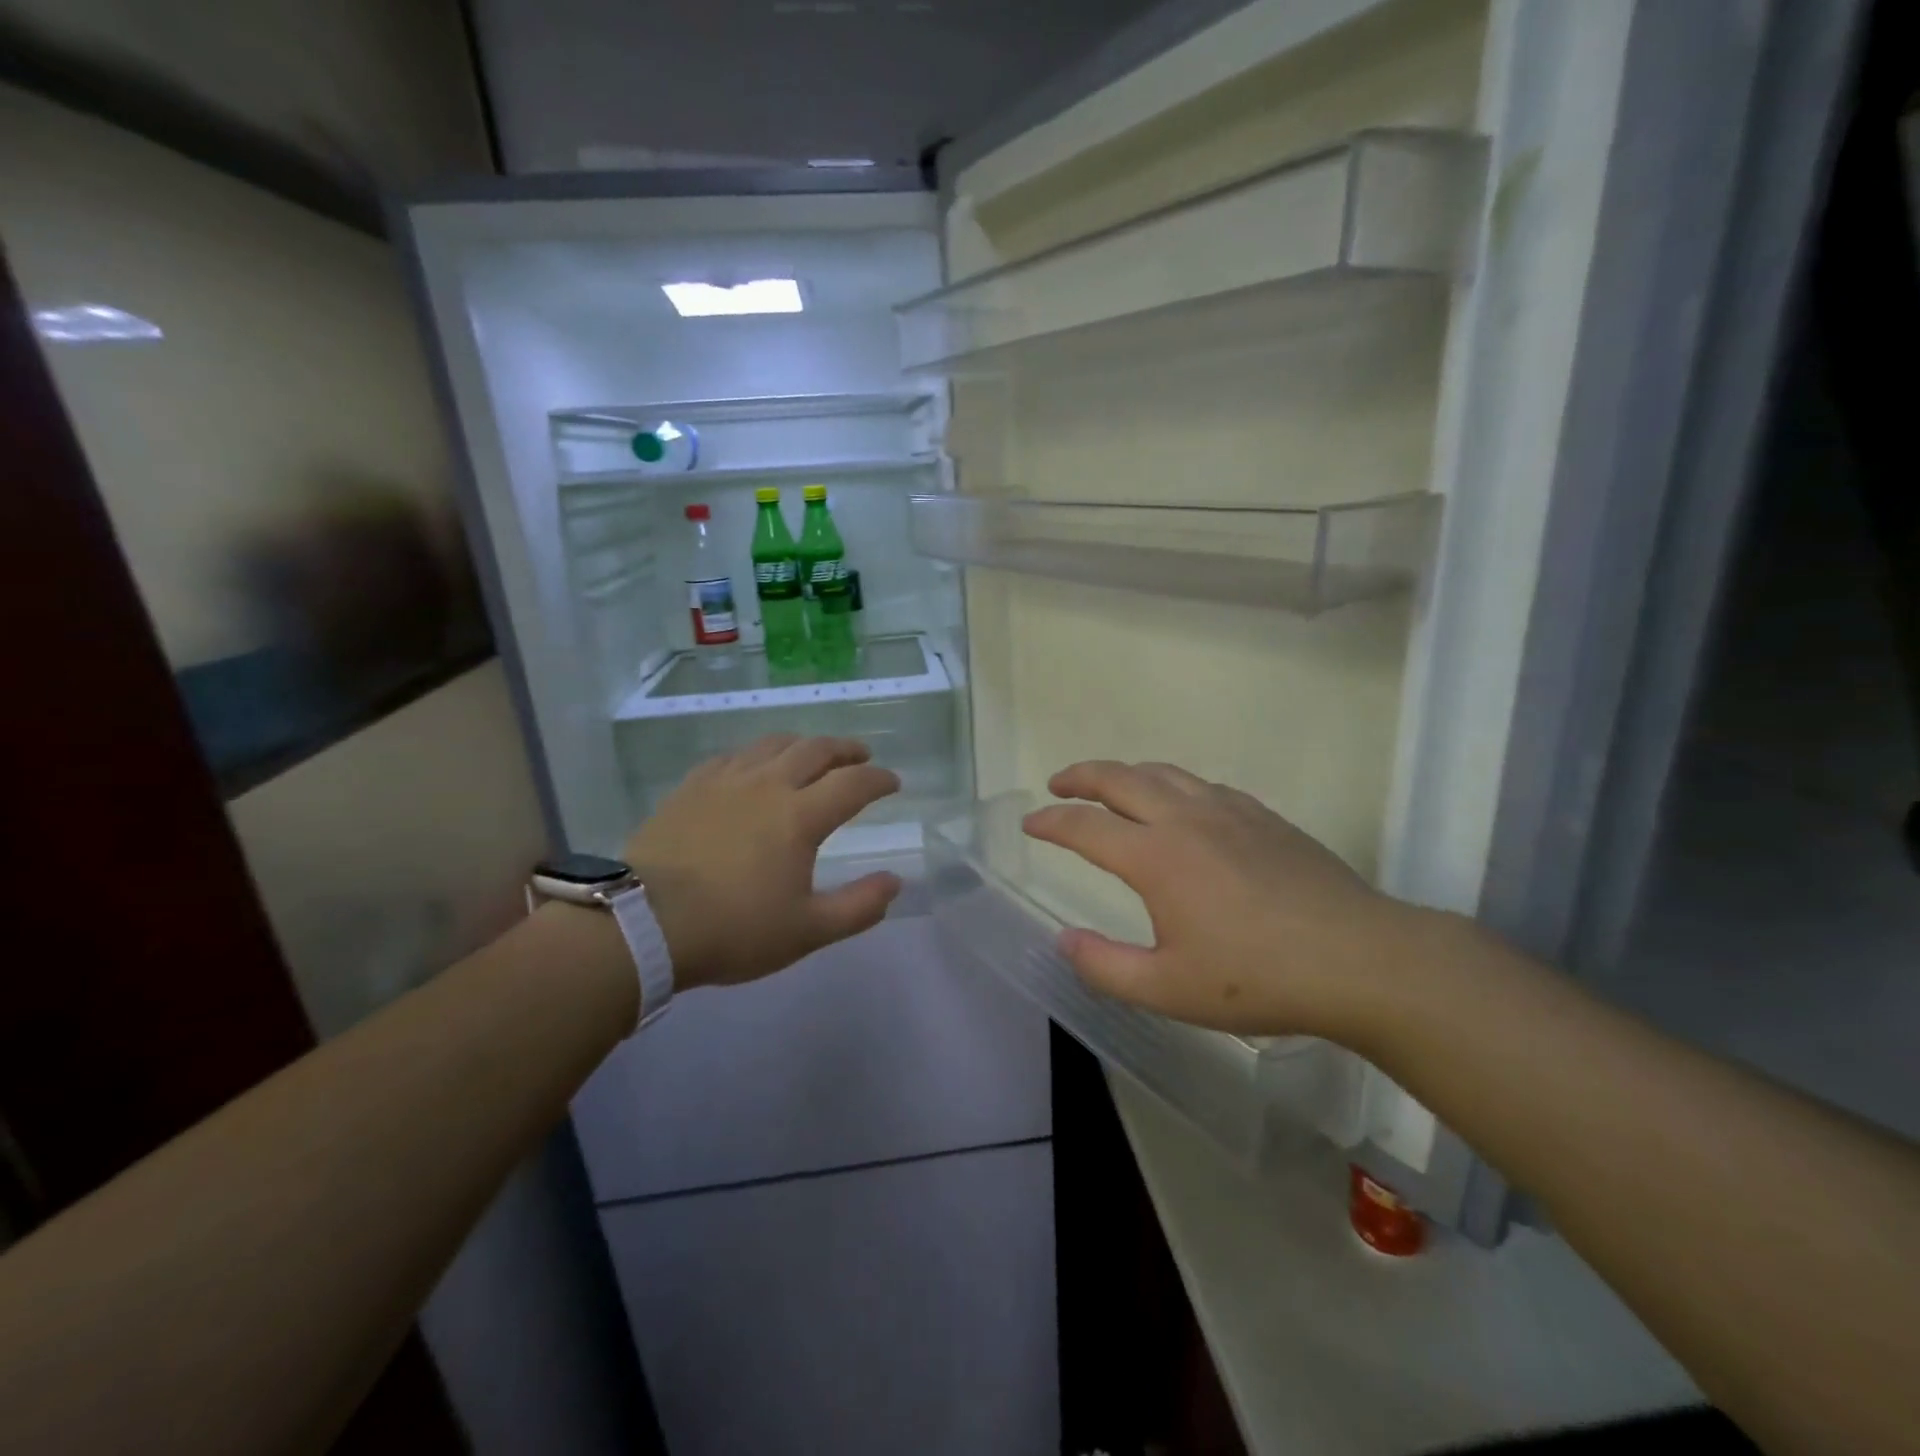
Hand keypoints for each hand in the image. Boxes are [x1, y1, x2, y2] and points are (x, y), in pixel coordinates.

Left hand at [624, 735, 902, 990]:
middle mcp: (768, 785)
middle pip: (816, 750)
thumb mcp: (807, 931)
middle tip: (861, 755)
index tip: (893, 782)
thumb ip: (858, 907)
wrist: (642, 922)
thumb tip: (895, 883)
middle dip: (846, 749)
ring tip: (813, 753)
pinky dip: (758, 754)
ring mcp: (726, 781)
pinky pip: (734, 756)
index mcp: (800, 816)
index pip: (853, 784)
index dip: (879, 779)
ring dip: (804, 744)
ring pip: (774, 744)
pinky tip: (754, 765)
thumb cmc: (732, 929)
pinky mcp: (692, 787)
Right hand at [1022, 760, 1435, 1042]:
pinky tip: (1182, 805)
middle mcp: (1185, 819)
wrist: (1360, 960)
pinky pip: (1203, 785)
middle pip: (1120, 778)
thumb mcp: (1167, 989)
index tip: (1030, 824)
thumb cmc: (1257, 978)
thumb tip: (1063, 940)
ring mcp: (1229, 811)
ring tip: (1111, 786)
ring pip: (1164, 773)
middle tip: (1058, 783)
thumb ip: (1104, 966)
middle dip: (1081, 776)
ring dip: (1126, 773)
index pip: (1085, 826)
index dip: (1051, 822)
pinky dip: (1173, 785)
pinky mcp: (1264, 816)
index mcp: (1155, 856)